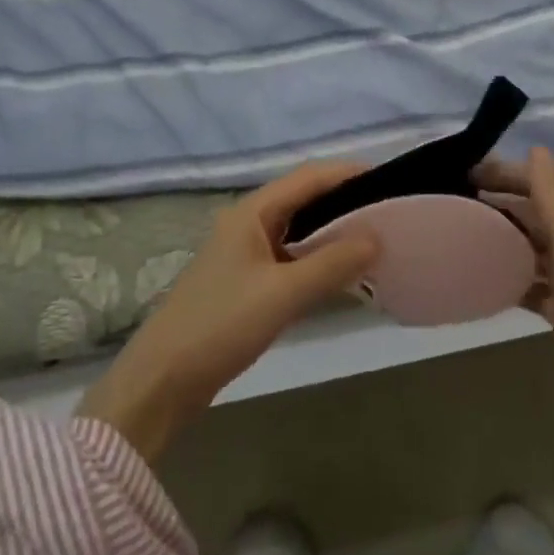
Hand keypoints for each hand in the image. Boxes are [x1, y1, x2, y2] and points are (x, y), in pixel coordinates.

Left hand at [79, 163, 380, 462]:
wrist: (163, 380)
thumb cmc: (221, 324)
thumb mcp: (282, 293)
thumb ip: (332, 263)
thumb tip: (377, 237)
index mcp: (252, 213)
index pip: (308, 178)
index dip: (348, 174)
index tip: (389, 180)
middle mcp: (248, 224)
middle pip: (304, 200)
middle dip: (345, 203)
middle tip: (389, 213)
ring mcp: (245, 254)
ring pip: (298, 232)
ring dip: (333, 233)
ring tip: (375, 241)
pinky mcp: (246, 283)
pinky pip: (291, 259)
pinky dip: (318, 260)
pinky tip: (342, 275)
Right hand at [477, 148, 553, 475]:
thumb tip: (536, 149)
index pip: (541, 180)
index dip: (506, 172)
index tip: (463, 171)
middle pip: (533, 210)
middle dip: (497, 200)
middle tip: (450, 200)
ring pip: (529, 244)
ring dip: (499, 235)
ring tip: (457, 232)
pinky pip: (529, 281)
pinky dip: (507, 275)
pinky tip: (479, 277)